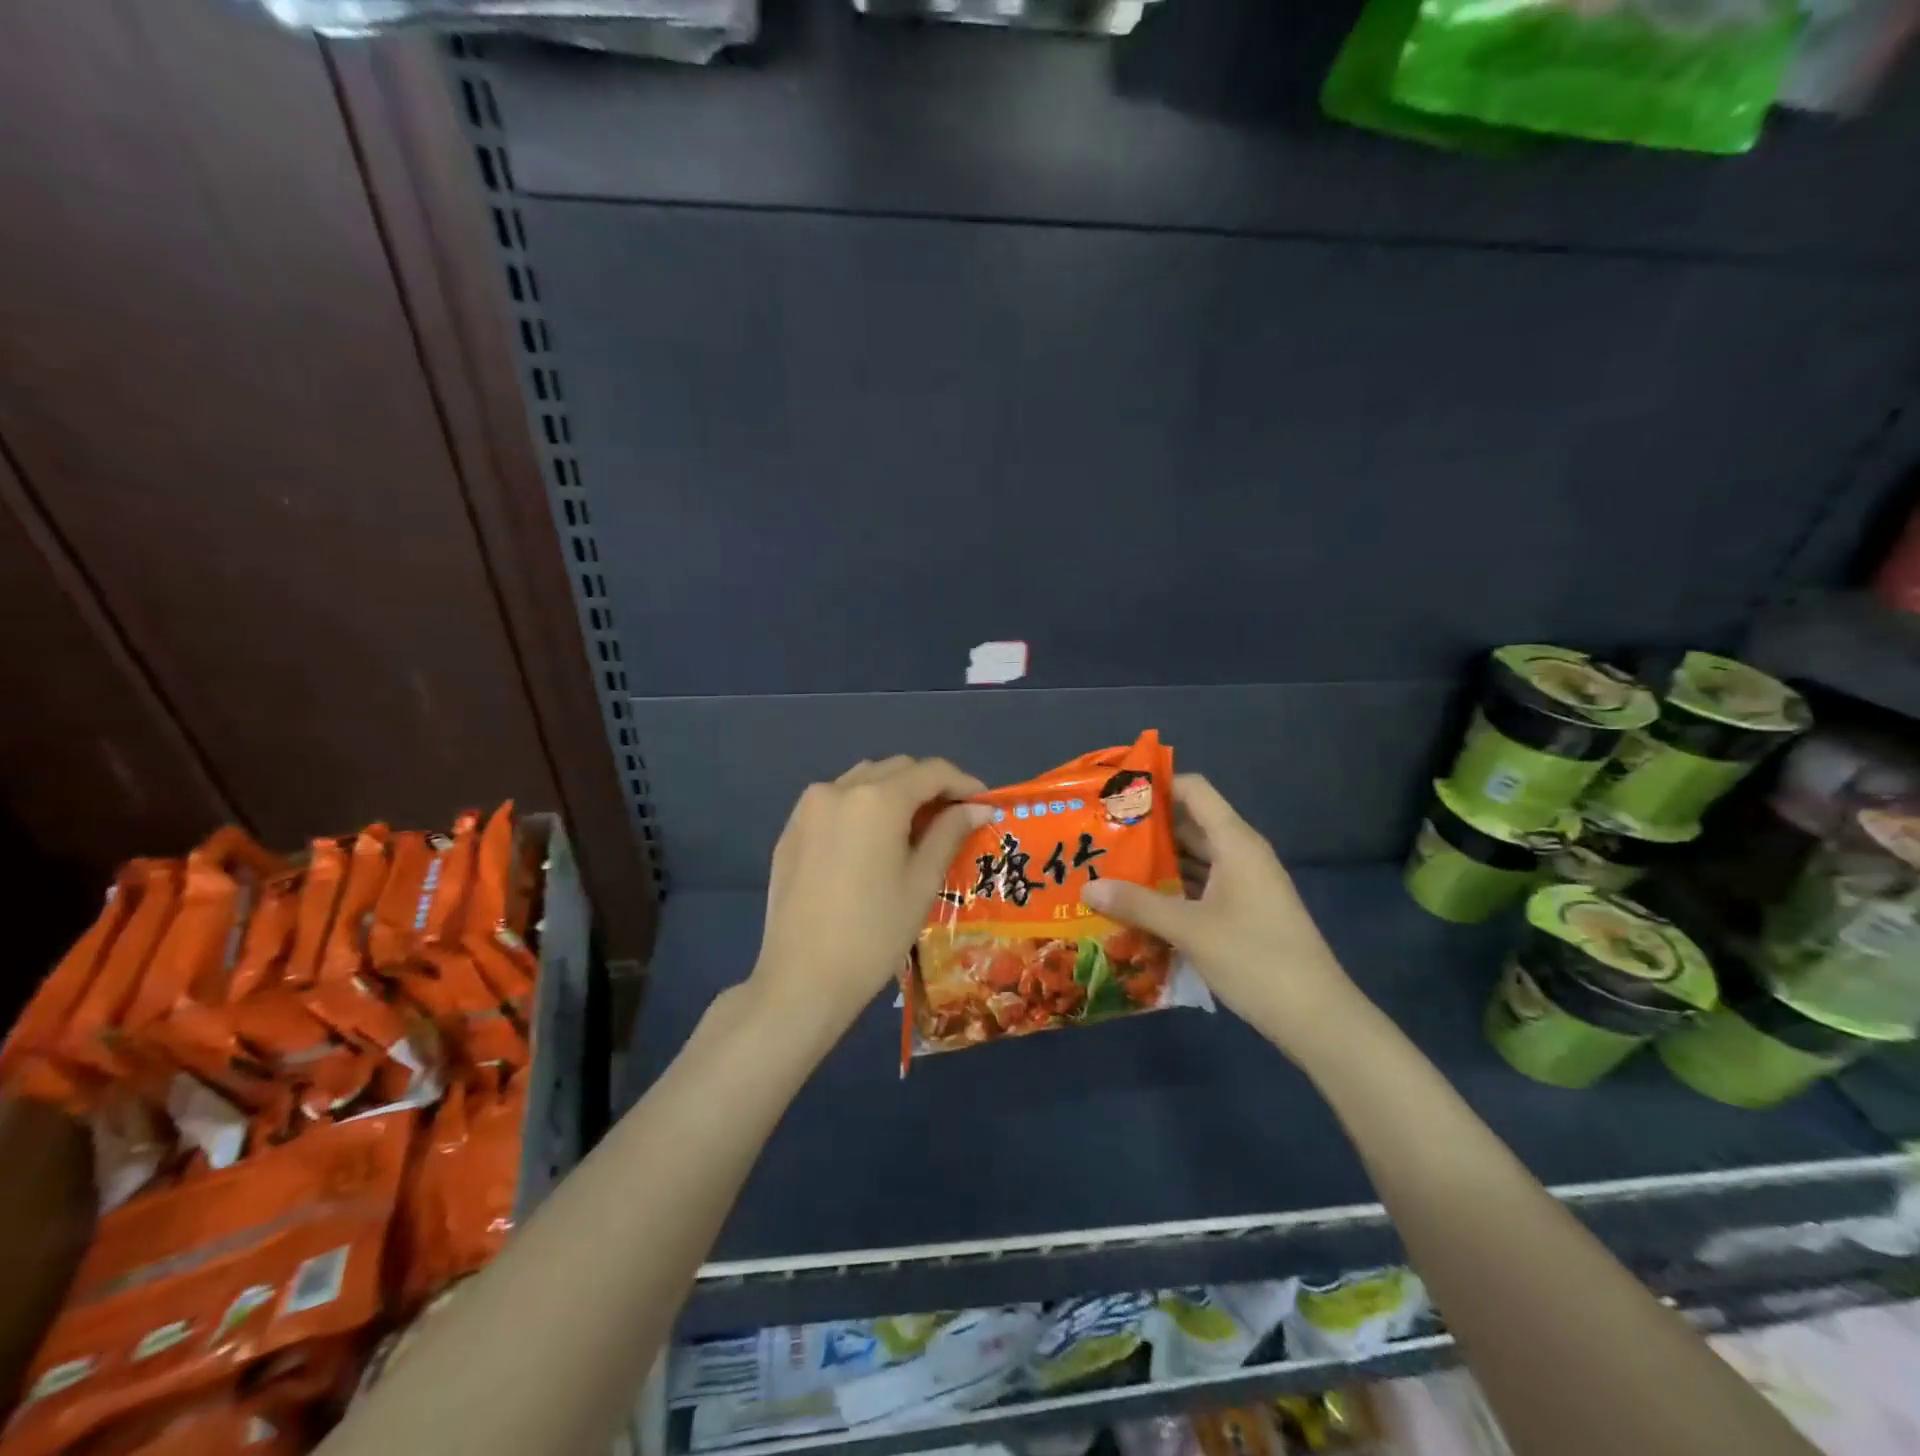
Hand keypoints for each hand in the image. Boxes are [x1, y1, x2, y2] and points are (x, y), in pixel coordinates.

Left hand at [747, 756, 992, 1046]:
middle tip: (952, 818)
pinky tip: (871, 842)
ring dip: (893, 791)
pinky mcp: (791, 830)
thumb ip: (949, 834)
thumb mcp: (921, 882)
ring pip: (862, 779)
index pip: (931, 771)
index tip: (983, 804)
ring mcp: (808, 808)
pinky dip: (861, 807)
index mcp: (877, 799)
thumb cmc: (874, 933)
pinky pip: (835, 801)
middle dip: (929, 785)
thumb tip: (977, 809)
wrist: (802, 979)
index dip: (963, 783)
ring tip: (913, 827)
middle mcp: (839, 789)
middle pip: (896, 768)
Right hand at [1079, 774, 1367, 1059]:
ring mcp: (1243, 885)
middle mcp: (1239, 855)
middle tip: (1099, 834)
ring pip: (1192, 859)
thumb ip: (1138, 904)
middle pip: (1188, 824)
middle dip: (1145, 828)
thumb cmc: (1255, 958)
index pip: (1193, 790)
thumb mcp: (1190, 929)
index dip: (1156, 785)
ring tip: (1108, 866)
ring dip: (1155, 862)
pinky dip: (1171, 889)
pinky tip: (1136, 903)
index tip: (1114, 794)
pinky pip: (1199, 887)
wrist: (1316, 1017)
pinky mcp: (1242, 912)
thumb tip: (1087, 887)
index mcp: (1235, 843)